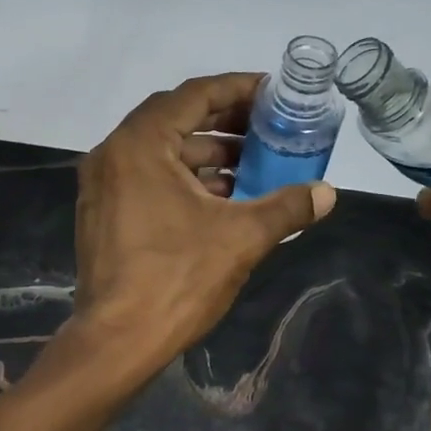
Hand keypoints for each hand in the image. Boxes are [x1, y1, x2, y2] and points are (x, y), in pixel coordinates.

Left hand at [71, 73, 336, 368]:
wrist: (117, 341)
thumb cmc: (177, 279)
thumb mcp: (241, 238)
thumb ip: (287, 207)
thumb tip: (328, 193)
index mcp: (140, 145)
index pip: (194, 95)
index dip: (237, 89)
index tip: (273, 93)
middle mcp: (113, 154)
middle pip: (175, 119)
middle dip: (225, 121)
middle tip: (267, 127)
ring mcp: (103, 185)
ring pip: (161, 151)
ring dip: (206, 153)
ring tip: (252, 165)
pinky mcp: (103, 212)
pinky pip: (147, 176)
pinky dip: (184, 178)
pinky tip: (222, 198)